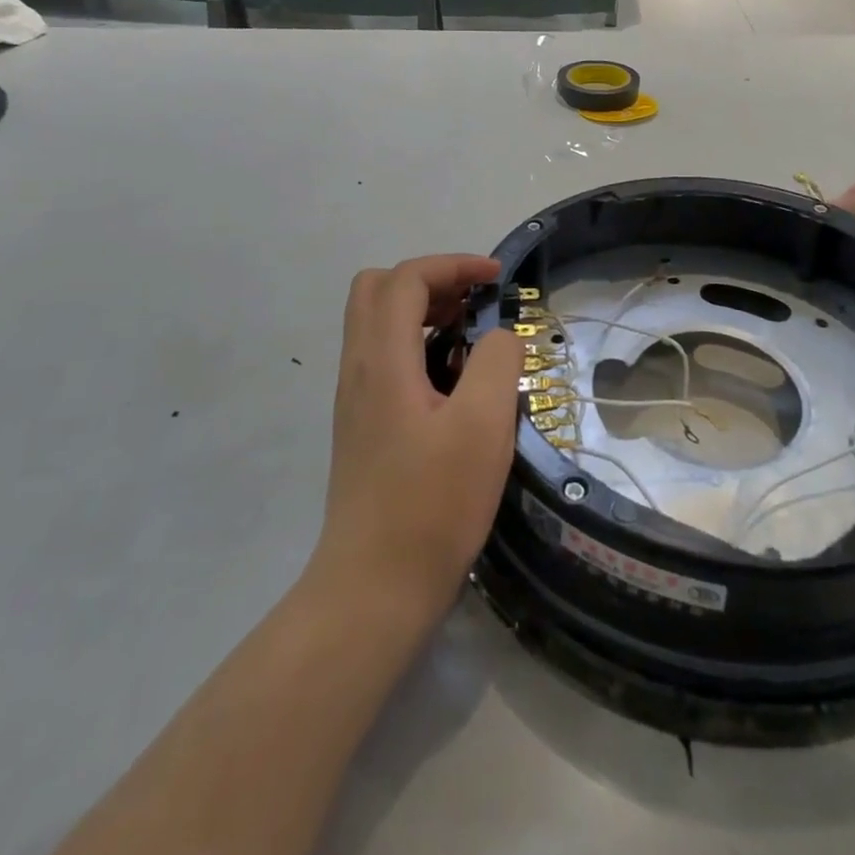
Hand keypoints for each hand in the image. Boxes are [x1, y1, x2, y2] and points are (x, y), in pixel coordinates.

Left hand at [312, 255, 525, 629]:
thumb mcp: (482, 427)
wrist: (373, 589)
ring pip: (376, 323)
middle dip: (430, 281)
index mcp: (382, 360)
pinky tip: (452, 382)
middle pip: (378, 289)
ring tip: (470, 337)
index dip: (452, 264)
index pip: (405, 279)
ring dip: (422, 311)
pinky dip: (415, 344)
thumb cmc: (432, 505)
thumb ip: (496, 363)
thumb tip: (499, 337)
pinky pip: (382, 356)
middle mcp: (359, 368)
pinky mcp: (361, 424)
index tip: (496, 279)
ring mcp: (354, 398)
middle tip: (474, 302)